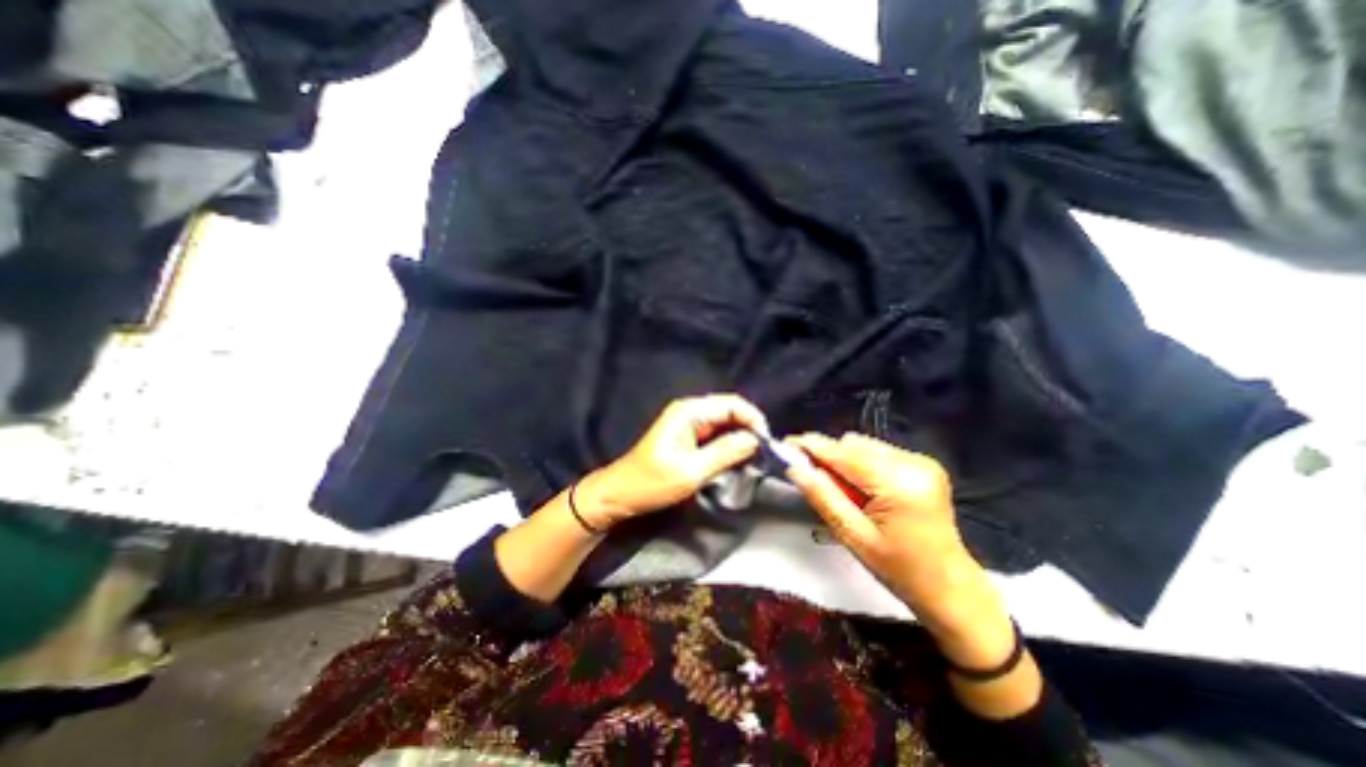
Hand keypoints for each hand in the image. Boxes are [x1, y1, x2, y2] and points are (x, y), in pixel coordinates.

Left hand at [576, 396, 764, 526]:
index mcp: (689, 411)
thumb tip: (755, 440)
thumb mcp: (691, 471)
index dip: (753, 420)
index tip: (767, 443)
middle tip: (764, 452)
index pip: (732, 404)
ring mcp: (689, 423)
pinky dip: (730, 443)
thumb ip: (725, 452)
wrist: (621, 494)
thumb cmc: (651, 482)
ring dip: (741, 437)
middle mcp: (690, 411)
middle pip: (730, 410)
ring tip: (756, 457)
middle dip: (749, 428)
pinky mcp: (689, 436)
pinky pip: (717, 433)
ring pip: (725, 422)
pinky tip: (739, 458)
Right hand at [784, 431, 988, 629]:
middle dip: (829, 458)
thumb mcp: (853, 536)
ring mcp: (921, 462)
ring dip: (845, 461)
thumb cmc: (900, 571)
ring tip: (844, 492)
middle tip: (815, 480)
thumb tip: (794, 467)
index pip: (844, 454)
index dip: (811, 447)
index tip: (785, 445)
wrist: (950, 588)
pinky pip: (878, 452)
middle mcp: (913, 463)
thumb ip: (822, 496)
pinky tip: (863, 489)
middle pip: (854, 444)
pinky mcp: (923, 464)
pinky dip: (862, 465)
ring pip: (864, 445)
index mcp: (898, 484)